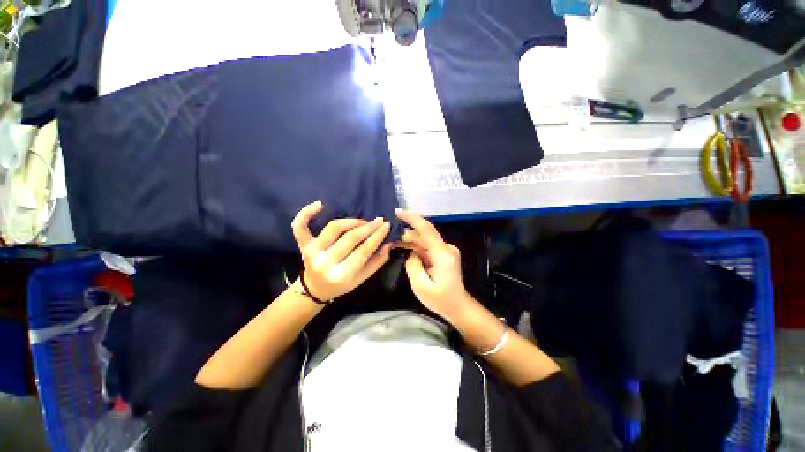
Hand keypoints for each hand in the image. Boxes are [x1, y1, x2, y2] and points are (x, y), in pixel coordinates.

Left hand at [292, 201, 391, 299]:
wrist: (316, 288)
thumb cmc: (342, 284)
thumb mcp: (362, 278)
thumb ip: (377, 261)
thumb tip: (389, 243)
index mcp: (342, 274)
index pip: (364, 250)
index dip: (377, 236)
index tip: (386, 225)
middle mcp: (326, 262)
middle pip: (350, 238)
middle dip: (368, 227)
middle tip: (379, 221)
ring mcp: (312, 252)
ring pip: (334, 228)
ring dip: (351, 221)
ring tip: (362, 221)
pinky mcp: (303, 245)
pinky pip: (300, 227)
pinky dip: (306, 213)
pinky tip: (319, 204)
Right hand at [396, 209, 469, 321]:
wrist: (457, 306)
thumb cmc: (441, 300)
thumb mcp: (421, 286)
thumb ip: (413, 265)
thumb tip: (411, 253)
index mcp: (443, 254)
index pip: (426, 230)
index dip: (412, 218)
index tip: (398, 212)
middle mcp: (445, 248)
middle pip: (423, 234)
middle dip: (406, 233)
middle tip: (389, 236)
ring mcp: (445, 250)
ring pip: (424, 240)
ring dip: (409, 240)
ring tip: (393, 242)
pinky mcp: (442, 254)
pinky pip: (426, 246)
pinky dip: (414, 246)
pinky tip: (403, 248)